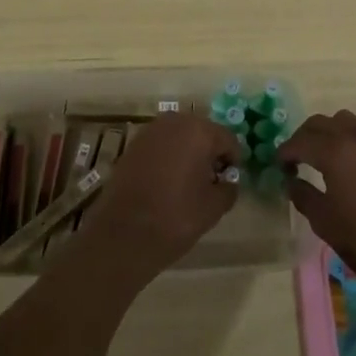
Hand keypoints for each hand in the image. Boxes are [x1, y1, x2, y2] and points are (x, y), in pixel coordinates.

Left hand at [75, 113, 239, 280]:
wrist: (123, 234)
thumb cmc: (175, 217)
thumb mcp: (213, 208)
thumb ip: (228, 188)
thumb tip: (227, 181)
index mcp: (199, 131)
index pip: (228, 139)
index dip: (232, 161)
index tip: (228, 182)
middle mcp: (175, 122)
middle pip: (203, 132)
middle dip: (209, 153)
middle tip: (210, 182)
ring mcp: (151, 131)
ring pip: (180, 136)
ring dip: (188, 153)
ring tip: (187, 182)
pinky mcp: (133, 144)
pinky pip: (161, 144)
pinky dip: (168, 157)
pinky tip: (166, 182)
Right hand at [279, 111, 355, 293]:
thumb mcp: (325, 222)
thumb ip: (303, 195)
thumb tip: (291, 181)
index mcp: (336, 152)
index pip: (301, 141)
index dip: (286, 151)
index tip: (279, 165)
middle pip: (322, 122)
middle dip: (305, 136)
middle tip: (297, 159)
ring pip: (347, 122)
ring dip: (330, 133)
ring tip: (325, 158)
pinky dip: (353, 144)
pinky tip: (354, 170)